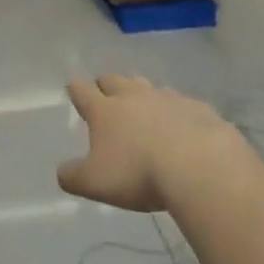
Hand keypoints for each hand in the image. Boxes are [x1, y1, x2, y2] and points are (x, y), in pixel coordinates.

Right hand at [58, 75, 251, 212]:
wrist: (200, 167)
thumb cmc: (138, 173)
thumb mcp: (94, 183)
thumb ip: (72, 177)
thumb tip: (62, 171)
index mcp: (105, 110)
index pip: (82, 91)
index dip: (76, 89)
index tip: (74, 87)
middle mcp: (134, 96)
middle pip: (115, 80)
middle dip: (107, 84)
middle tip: (105, 93)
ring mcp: (168, 98)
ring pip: (148, 86)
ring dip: (141, 93)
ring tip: (142, 107)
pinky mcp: (198, 108)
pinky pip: (182, 103)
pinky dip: (176, 111)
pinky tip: (181, 125)